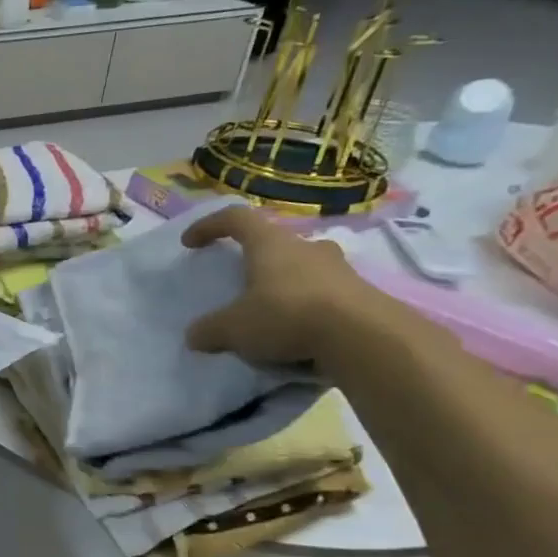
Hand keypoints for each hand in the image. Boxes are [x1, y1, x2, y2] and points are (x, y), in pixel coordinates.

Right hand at [182, 207, 395, 367]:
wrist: (366, 338)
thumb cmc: (287, 316)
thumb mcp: (233, 329)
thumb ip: (209, 330)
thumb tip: (195, 335)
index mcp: (270, 244)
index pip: (236, 218)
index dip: (209, 226)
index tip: (190, 243)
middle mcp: (306, 247)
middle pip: (275, 243)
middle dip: (256, 259)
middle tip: (242, 282)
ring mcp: (339, 269)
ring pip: (304, 268)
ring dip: (285, 284)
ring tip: (271, 313)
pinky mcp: (362, 294)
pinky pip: (325, 294)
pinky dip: (308, 308)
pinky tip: (299, 334)